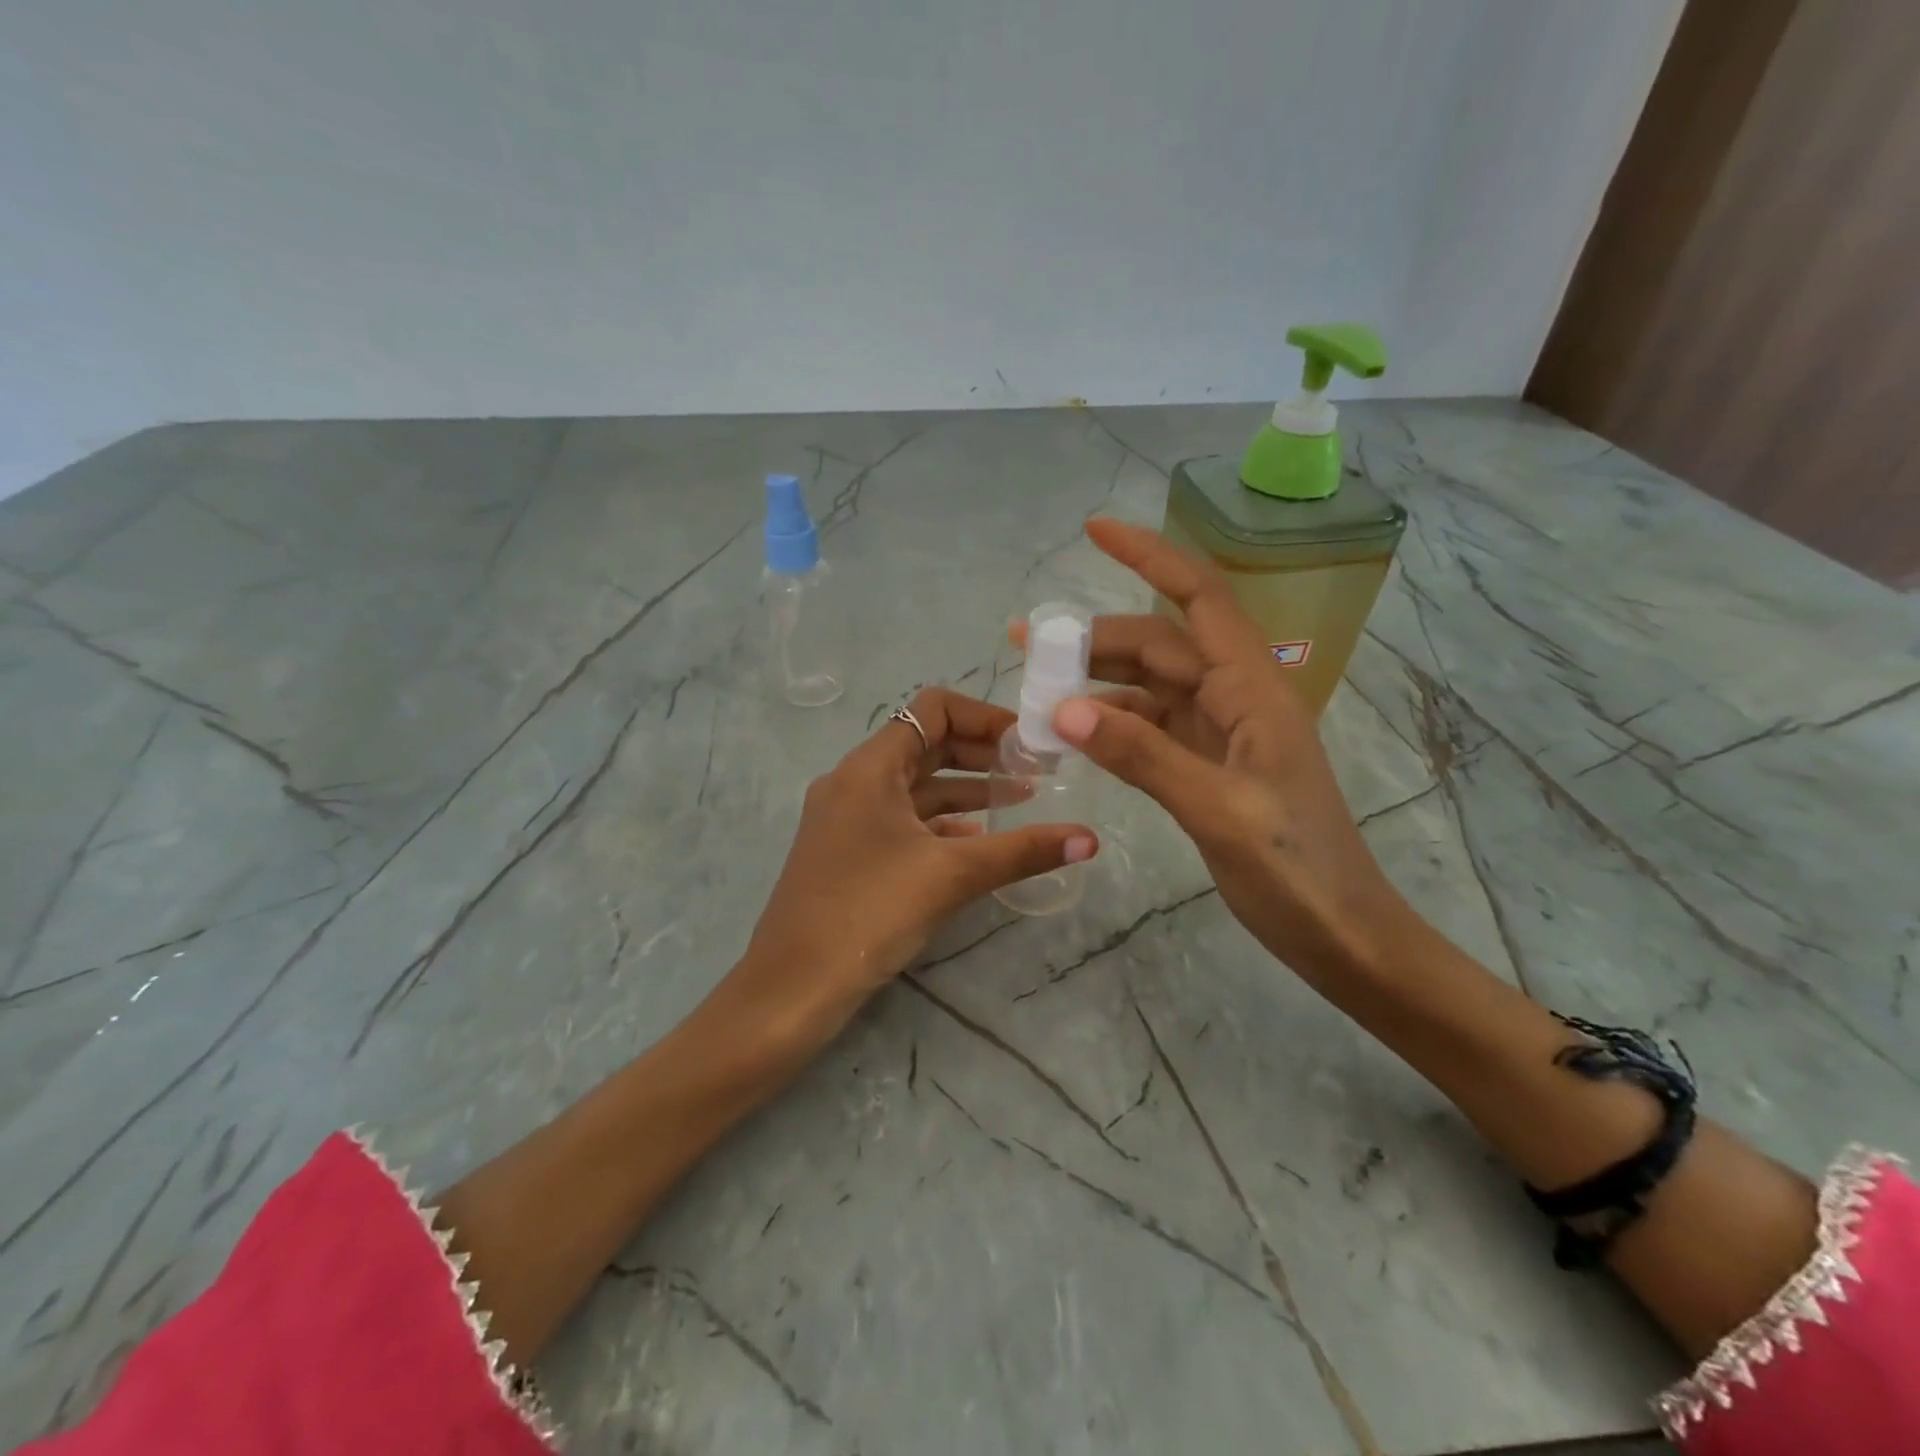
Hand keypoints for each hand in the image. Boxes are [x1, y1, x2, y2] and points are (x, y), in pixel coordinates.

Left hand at [733, 688, 1097, 1041]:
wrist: (792, 987)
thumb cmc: (868, 913)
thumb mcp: (952, 876)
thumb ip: (1022, 851)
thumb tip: (1090, 839)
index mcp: (869, 768)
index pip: (932, 710)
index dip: (984, 717)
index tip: (1027, 742)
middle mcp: (854, 782)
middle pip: (926, 745)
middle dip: (982, 754)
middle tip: (1034, 771)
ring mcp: (847, 818)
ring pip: (916, 787)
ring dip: (966, 790)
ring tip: (1021, 801)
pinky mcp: (848, 852)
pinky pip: (902, 821)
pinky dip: (941, 823)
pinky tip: (978, 842)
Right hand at [1026, 518, 1406, 978]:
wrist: (1342, 934)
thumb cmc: (1296, 870)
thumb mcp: (1217, 810)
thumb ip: (1142, 756)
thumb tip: (1065, 709)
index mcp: (1252, 691)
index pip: (1198, 600)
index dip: (1150, 557)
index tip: (1094, 530)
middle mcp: (1235, 699)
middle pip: (1158, 646)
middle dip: (1093, 639)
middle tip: (1025, 645)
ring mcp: (1220, 734)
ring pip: (1149, 688)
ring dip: (1095, 683)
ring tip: (1035, 689)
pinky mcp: (1208, 766)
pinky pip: (1149, 730)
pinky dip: (1110, 726)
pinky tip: (1072, 733)